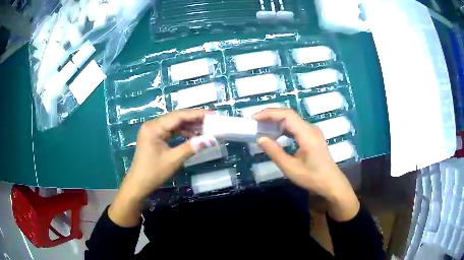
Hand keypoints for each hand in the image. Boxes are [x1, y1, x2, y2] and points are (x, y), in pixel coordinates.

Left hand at [109, 109, 216, 226]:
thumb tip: (211, 139)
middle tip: (211, 121)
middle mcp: (152, 125)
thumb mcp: (174, 160)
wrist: (138, 184)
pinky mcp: (154, 137)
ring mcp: (152, 131)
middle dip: (193, 120)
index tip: (212, 115)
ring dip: (188, 126)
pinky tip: (192, 136)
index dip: (196, 114)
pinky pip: (170, 131)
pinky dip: (182, 133)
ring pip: (174, 124)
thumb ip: (191, 147)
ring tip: (205, 129)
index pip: (178, 116)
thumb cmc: (153, 172)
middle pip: (176, 118)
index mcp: (154, 128)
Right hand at [254, 108, 359, 220]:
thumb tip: (260, 138)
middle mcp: (310, 128)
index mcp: (307, 134)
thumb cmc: (312, 178)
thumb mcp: (291, 168)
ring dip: (276, 122)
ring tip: (262, 129)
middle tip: (255, 124)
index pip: (287, 115)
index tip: (254, 119)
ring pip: (292, 120)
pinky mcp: (312, 136)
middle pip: (289, 115)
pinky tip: (275, 136)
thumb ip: (275, 152)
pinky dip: (283, 129)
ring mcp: (312, 132)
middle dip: (270, 116)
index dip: (269, 113)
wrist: (331, 183)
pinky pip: (295, 127)